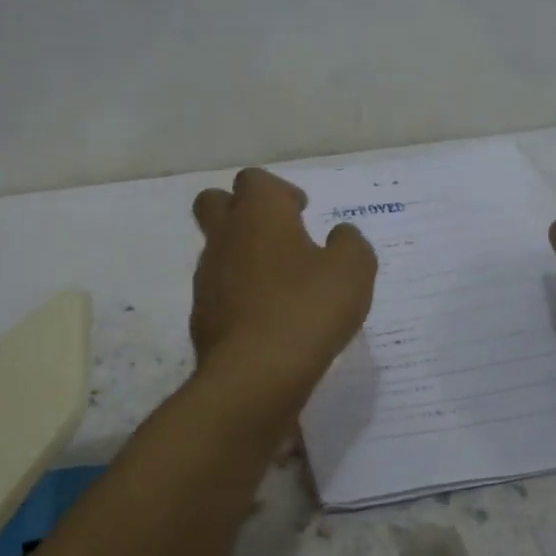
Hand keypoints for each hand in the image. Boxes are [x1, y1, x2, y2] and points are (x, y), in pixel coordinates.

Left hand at [190, 168, 377, 400]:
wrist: (255, 375)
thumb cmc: (307, 309)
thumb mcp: (353, 271)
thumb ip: (350, 244)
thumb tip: (340, 236)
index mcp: (258, 214)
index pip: (254, 180)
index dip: (278, 191)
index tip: (301, 212)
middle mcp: (225, 237)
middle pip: (215, 203)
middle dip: (241, 211)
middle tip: (278, 236)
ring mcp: (208, 277)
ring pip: (218, 250)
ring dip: (243, 257)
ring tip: (281, 285)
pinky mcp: (202, 316)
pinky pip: (219, 291)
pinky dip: (239, 295)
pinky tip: (268, 319)